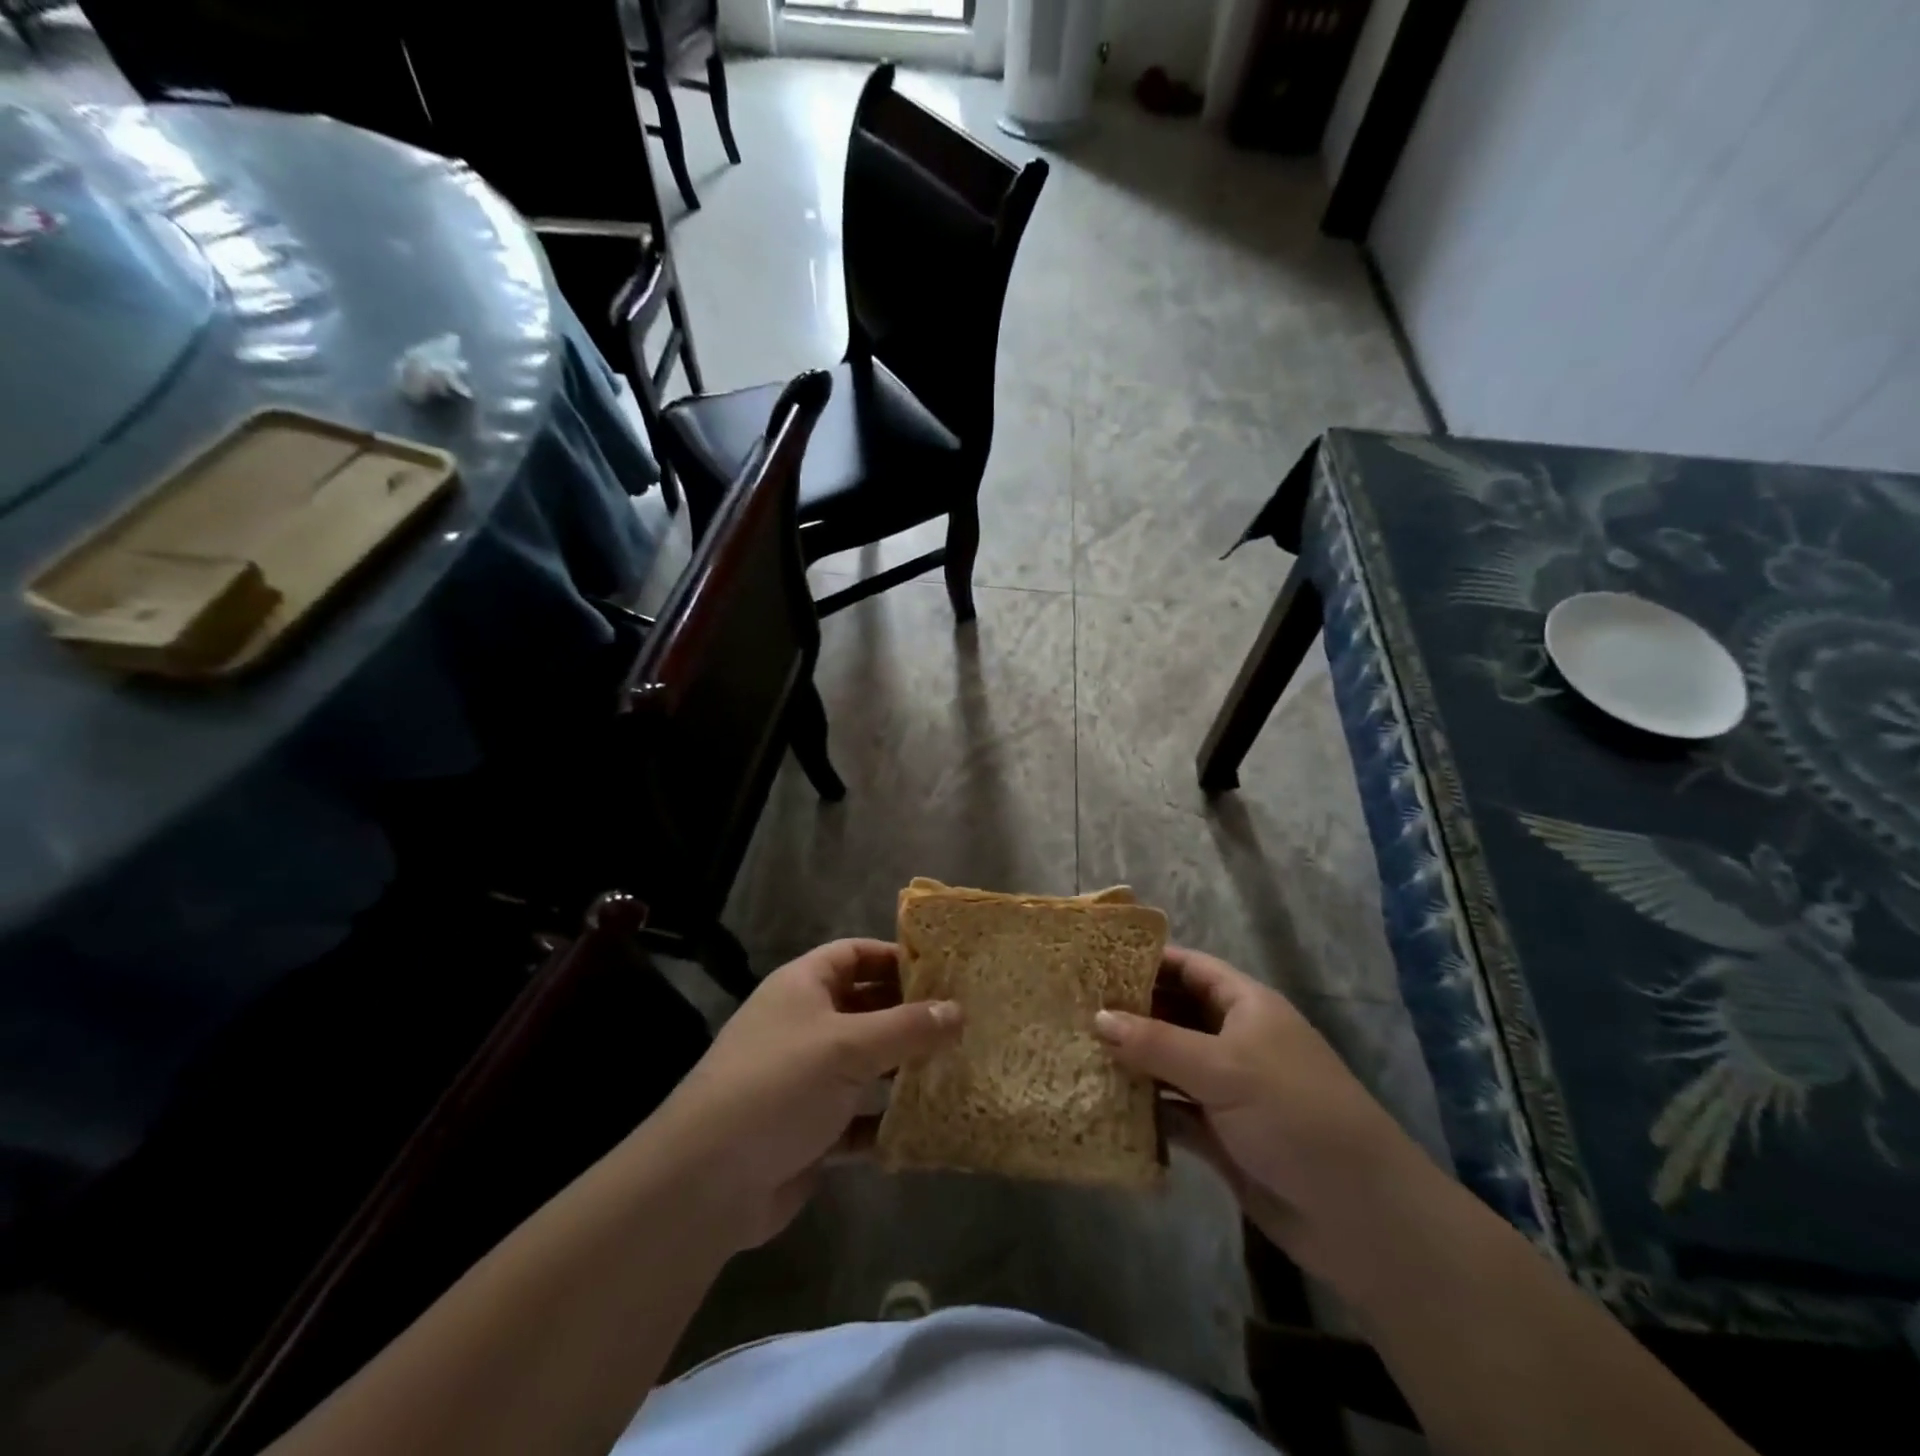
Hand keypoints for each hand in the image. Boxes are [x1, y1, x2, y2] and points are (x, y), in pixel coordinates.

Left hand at [644, 939, 960, 1250]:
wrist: (707, 1183)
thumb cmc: (779, 1085)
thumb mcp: (849, 1046)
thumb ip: (908, 1028)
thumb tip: (959, 1010)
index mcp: (804, 986)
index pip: (855, 954)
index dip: (896, 957)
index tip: (944, 971)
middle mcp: (805, 1024)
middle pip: (866, 1008)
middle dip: (910, 1016)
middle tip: (964, 1023)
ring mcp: (807, 1079)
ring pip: (867, 1064)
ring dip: (904, 1069)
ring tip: (958, 1069)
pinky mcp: (811, 1129)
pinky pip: (860, 1116)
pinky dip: (887, 1120)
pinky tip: (926, 1127)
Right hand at [1095, 945, 1423, 1268]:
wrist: (1360, 1216)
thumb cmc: (1295, 1114)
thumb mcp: (1223, 1068)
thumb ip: (1156, 1042)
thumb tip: (1097, 1016)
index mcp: (1246, 1006)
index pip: (1190, 967)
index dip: (1147, 960)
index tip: (1095, 959)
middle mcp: (1234, 1040)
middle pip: (1174, 1013)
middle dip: (1129, 1011)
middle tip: (1072, 1007)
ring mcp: (1227, 1089)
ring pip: (1168, 1063)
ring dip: (1131, 1061)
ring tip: (1075, 1050)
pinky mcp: (1220, 1135)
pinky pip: (1172, 1111)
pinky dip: (1143, 1108)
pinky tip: (1102, 1103)